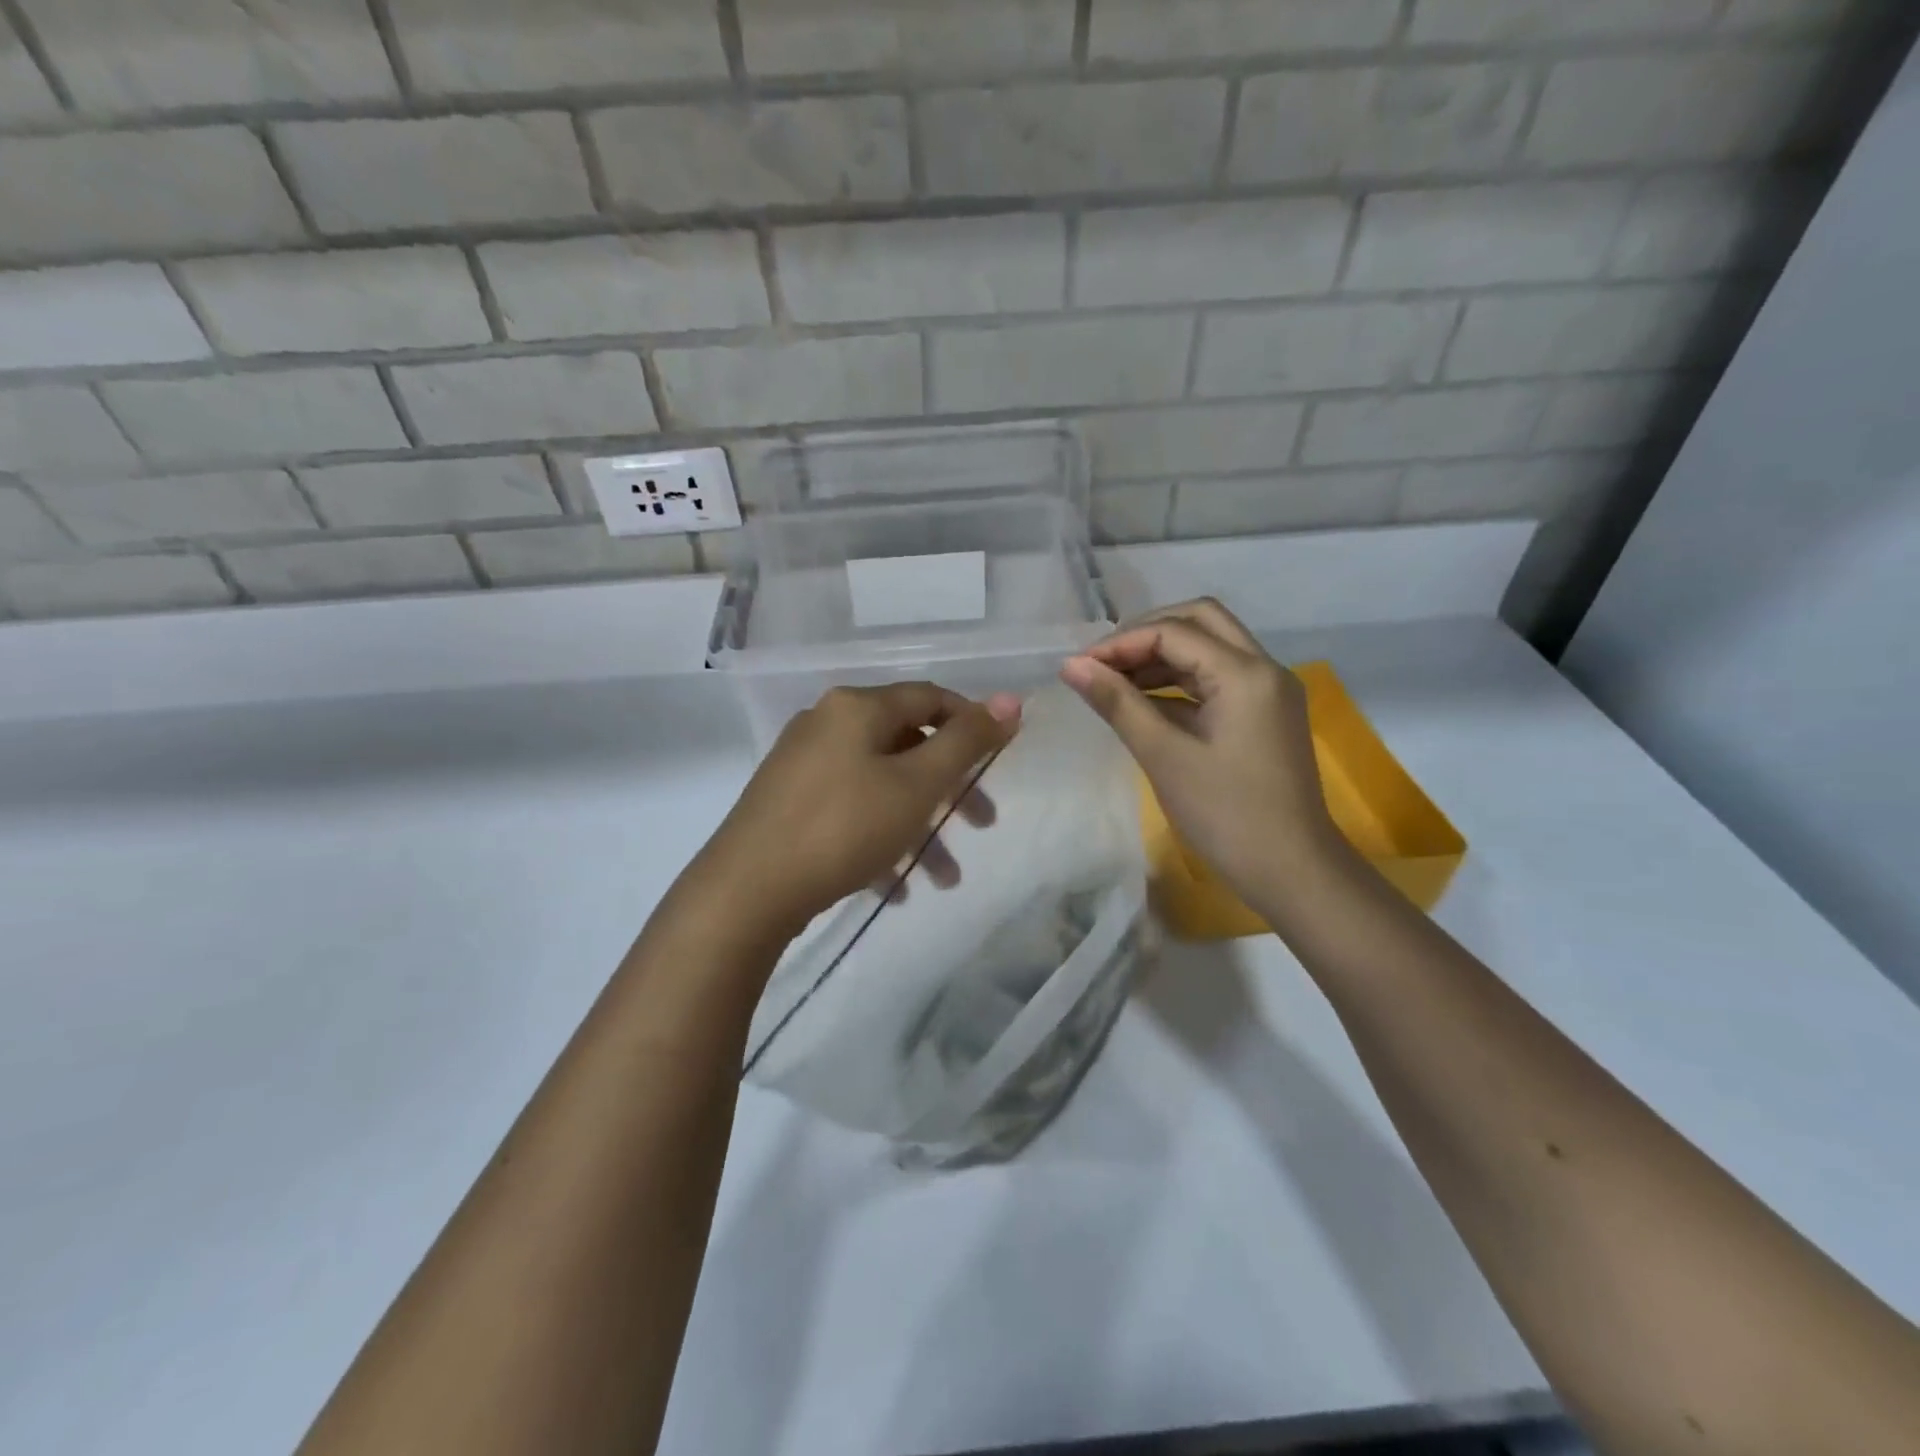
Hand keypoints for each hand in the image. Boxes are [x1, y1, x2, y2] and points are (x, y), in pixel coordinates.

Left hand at [696, 683, 1021, 942]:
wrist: (746, 891)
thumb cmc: (844, 827)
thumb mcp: (917, 784)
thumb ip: (967, 741)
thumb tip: (1011, 700)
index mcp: (856, 708)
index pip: (929, 698)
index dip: (971, 722)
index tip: (1000, 758)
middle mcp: (827, 725)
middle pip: (907, 746)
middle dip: (950, 788)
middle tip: (982, 823)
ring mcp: (803, 765)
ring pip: (880, 786)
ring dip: (919, 826)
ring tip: (944, 879)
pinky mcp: (788, 804)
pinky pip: (850, 811)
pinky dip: (880, 840)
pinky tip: (897, 886)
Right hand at [1060, 598, 1339, 911]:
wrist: (1291, 870)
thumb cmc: (1225, 814)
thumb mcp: (1163, 756)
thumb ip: (1117, 703)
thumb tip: (1071, 665)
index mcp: (1245, 673)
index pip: (1173, 632)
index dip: (1120, 643)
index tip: (1080, 668)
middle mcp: (1264, 667)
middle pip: (1200, 620)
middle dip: (1146, 633)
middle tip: (1103, 663)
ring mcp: (1269, 690)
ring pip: (1210, 646)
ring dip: (1162, 655)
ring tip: (1115, 682)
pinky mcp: (1266, 713)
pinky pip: (1218, 677)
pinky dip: (1180, 680)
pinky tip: (1145, 703)